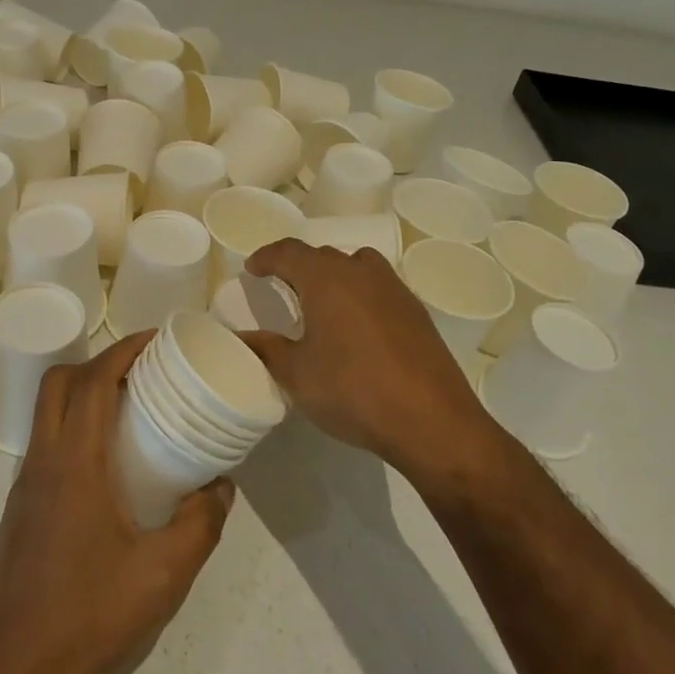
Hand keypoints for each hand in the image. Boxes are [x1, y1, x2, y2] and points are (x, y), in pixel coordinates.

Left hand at [0, 331, 234, 673]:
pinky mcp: (19, 514)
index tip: (157, 341)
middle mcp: (42, 464)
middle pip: (60, 383)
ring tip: (130, 412)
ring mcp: (24, 489)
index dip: (124, 351)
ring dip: (84, 395)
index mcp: (73, 465)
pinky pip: (46, 445)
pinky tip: (107, 469)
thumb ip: (200, 525)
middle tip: (143, 372)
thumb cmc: (87, 620)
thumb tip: (221, 486)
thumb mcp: (162, 577)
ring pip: (48, 413)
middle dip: (101, 363)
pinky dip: (75, 429)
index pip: (93, 381)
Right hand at [246, 241, 498, 482]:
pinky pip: (378, 286)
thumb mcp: (298, 375)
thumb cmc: (354, 391)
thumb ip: (267, 349)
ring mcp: (394, 288)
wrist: (432, 420)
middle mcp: (361, 271)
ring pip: (356, 266)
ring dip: (334, 275)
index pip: (289, 252)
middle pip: (323, 255)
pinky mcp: (416, 310)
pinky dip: (360, 293)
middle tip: (282, 285)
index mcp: (327, 278)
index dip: (267, 257)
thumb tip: (243, 337)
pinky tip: (357, 325)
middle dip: (298, 266)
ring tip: (322, 300)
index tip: (252, 268)